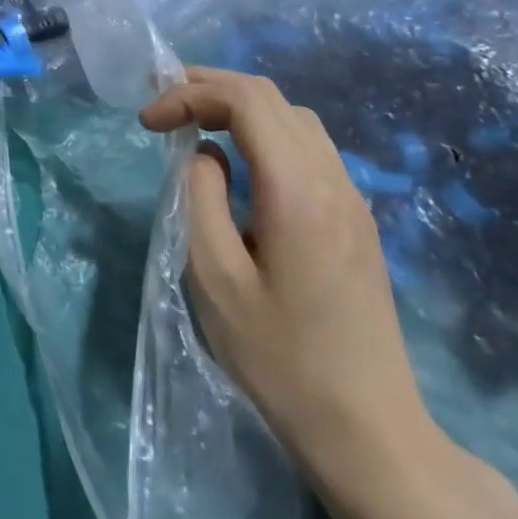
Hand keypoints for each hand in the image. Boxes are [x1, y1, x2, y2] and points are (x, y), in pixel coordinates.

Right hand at [140, 67, 440, 489]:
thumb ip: (200, 198)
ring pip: (295, 118)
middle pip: (272, 98)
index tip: (148, 121)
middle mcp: (333, 178)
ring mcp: (352, 198)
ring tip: (196, 122)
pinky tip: (241, 162)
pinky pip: (309, 148)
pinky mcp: (357, 219)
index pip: (245, 100)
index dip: (190, 93)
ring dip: (241, 107)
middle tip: (164, 101)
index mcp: (297, 189)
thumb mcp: (215, 278)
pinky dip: (266, 133)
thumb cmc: (279, 359)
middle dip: (212, 87)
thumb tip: (205, 154)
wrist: (368, 431)